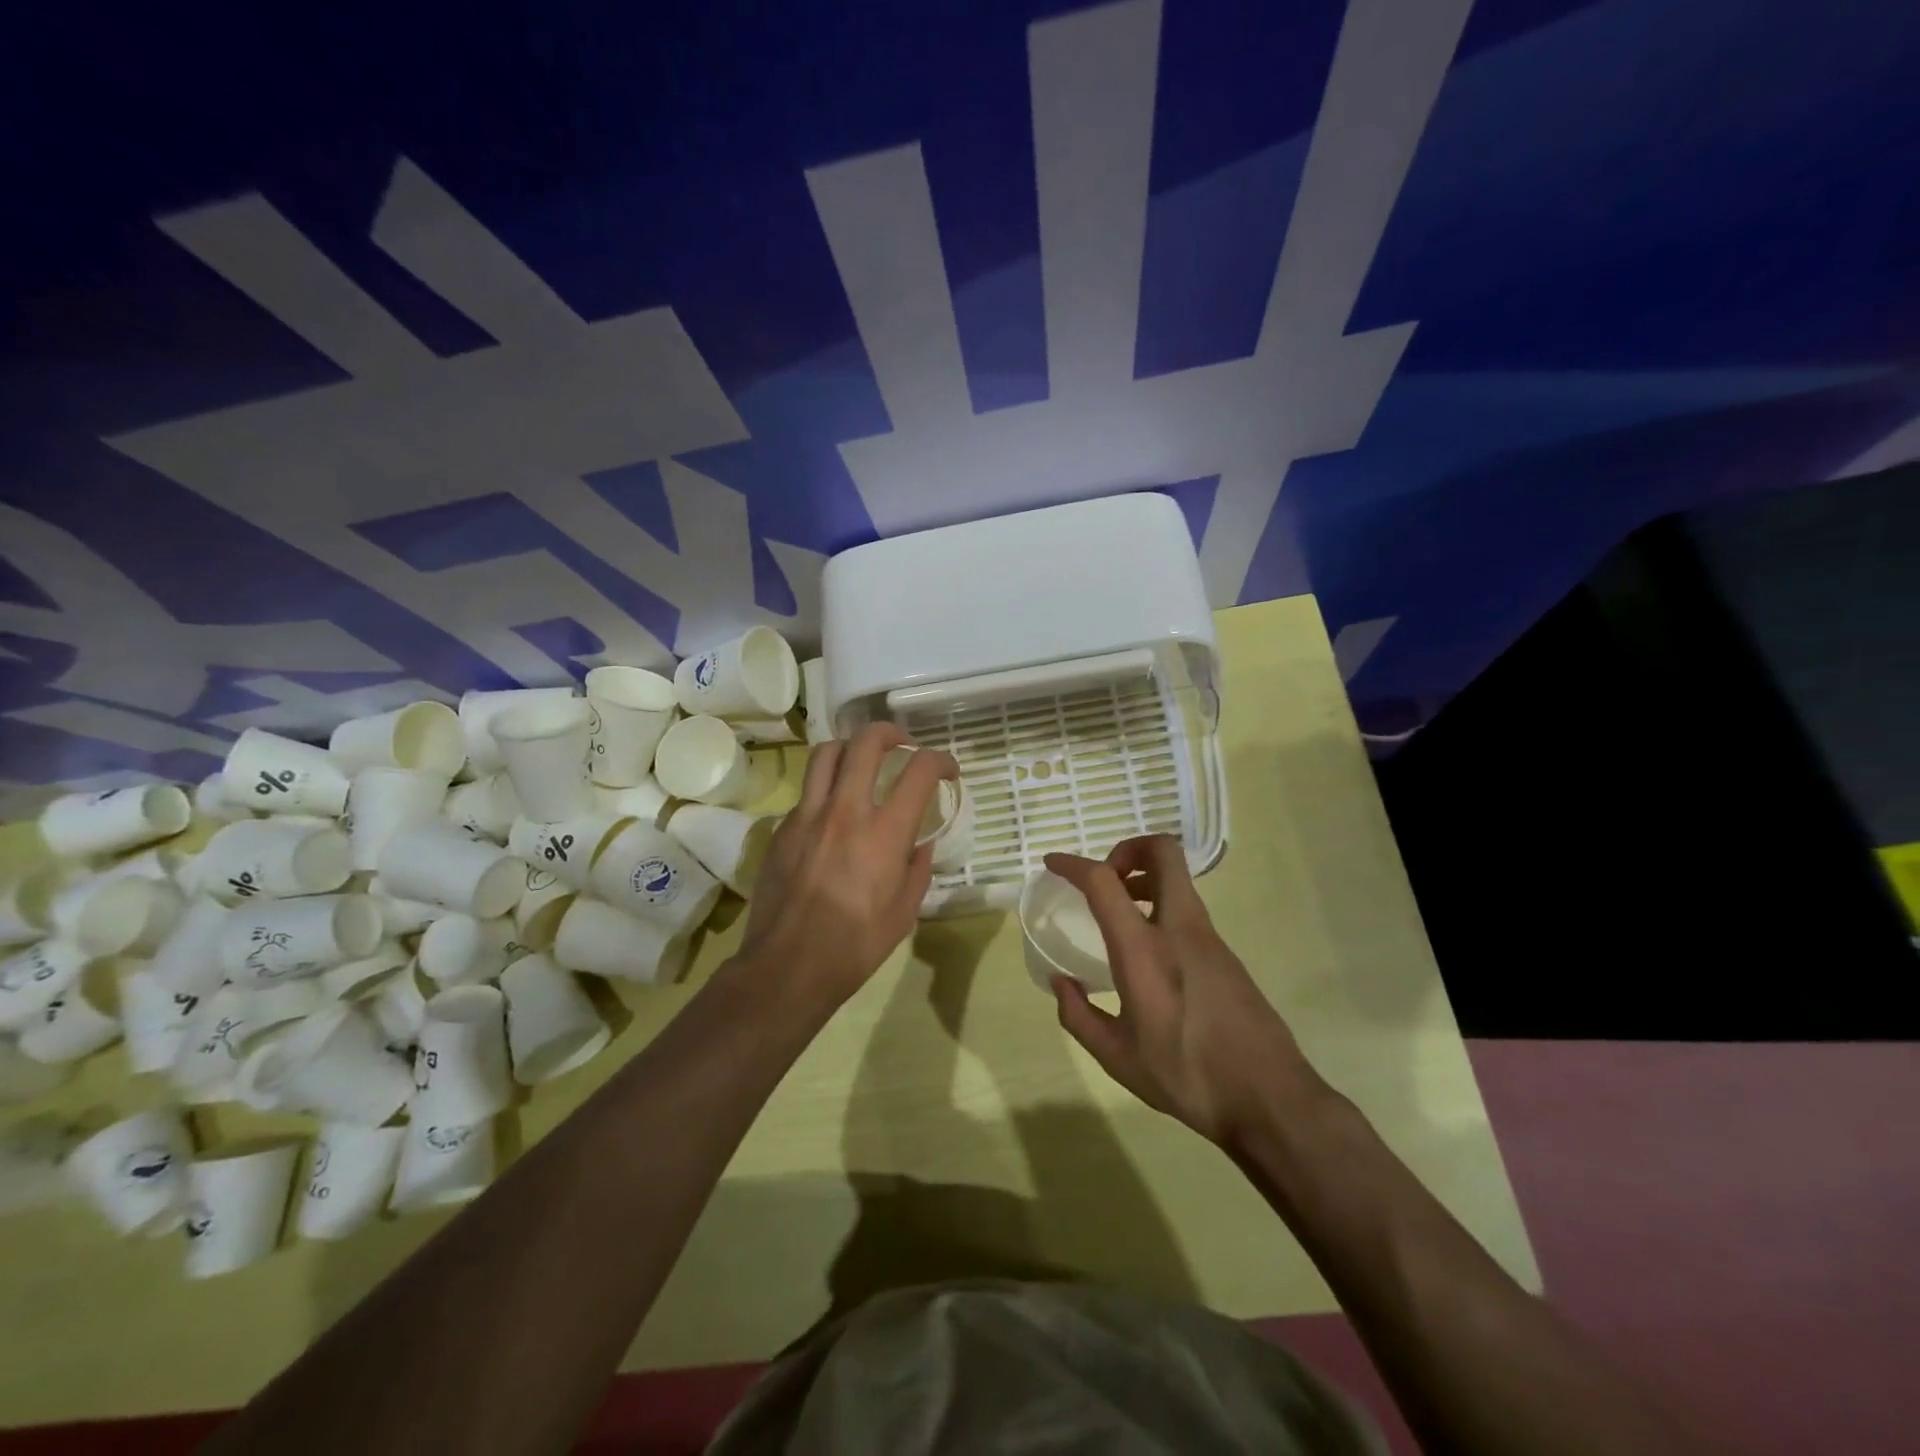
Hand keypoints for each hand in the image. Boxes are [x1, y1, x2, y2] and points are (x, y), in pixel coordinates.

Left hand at [738, 724, 956, 1007]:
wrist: (788, 967)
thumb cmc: (855, 946)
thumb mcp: (904, 912)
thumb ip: (917, 870)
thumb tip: (919, 845)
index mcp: (884, 833)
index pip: (919, 771)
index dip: (941, 760)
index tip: (948, 769)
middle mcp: (846, 811)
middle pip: (866, 742)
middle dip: (891, 733)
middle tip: (903, 746)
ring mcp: (808, 816)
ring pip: (826, 753)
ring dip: (851, 748)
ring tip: (862, 762)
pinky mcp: (782, 829)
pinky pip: (807, 791)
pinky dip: (826, 787)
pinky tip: (833, 812)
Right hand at [1045, 836, 1313, 1148]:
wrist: (1269, 1097)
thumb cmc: (1186, 1076)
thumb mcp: (1117, 1057)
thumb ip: (1079, 1016)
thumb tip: (1061, 983)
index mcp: (1144, 950)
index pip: (1104, 882)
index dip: (1073, 864)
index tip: (1053, 864)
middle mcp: (1179, 929)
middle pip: (1162, 851)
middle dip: (1128, 848)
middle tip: (1107, 879)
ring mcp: (1209, 937)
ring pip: (1178, 879)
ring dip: (1145, 879)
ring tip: (1121, 914)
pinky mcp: (1226, 953)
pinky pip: (1187, 909)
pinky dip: (1162, 907)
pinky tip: (1149, 950)